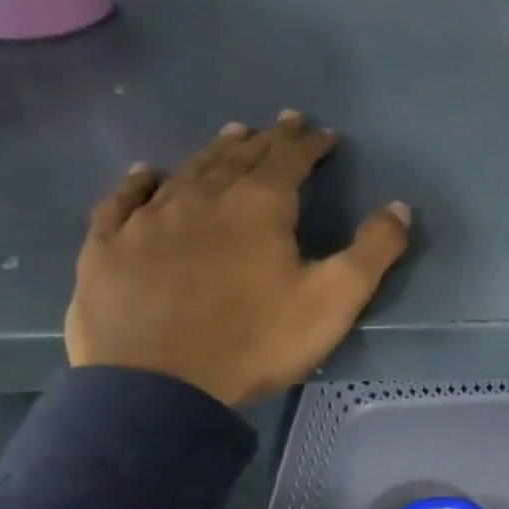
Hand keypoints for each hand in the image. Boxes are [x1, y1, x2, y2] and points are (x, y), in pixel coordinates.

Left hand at [66, 111, 409, 407]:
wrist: (161, 385)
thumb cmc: (259, 340)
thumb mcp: (336, 298)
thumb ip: (374, 250)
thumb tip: (400, 207)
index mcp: (259, 207)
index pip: (289, 161)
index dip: (309, 145)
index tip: (324, 134)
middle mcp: (202, 198)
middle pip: (238, 158)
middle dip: (266, 139)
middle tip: (282, 122)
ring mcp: (149, 220)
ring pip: (187, 171)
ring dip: (214, 151)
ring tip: (231, 135)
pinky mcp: (108, 247)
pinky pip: (124, 200)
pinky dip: (140, 181)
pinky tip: (147, 173)